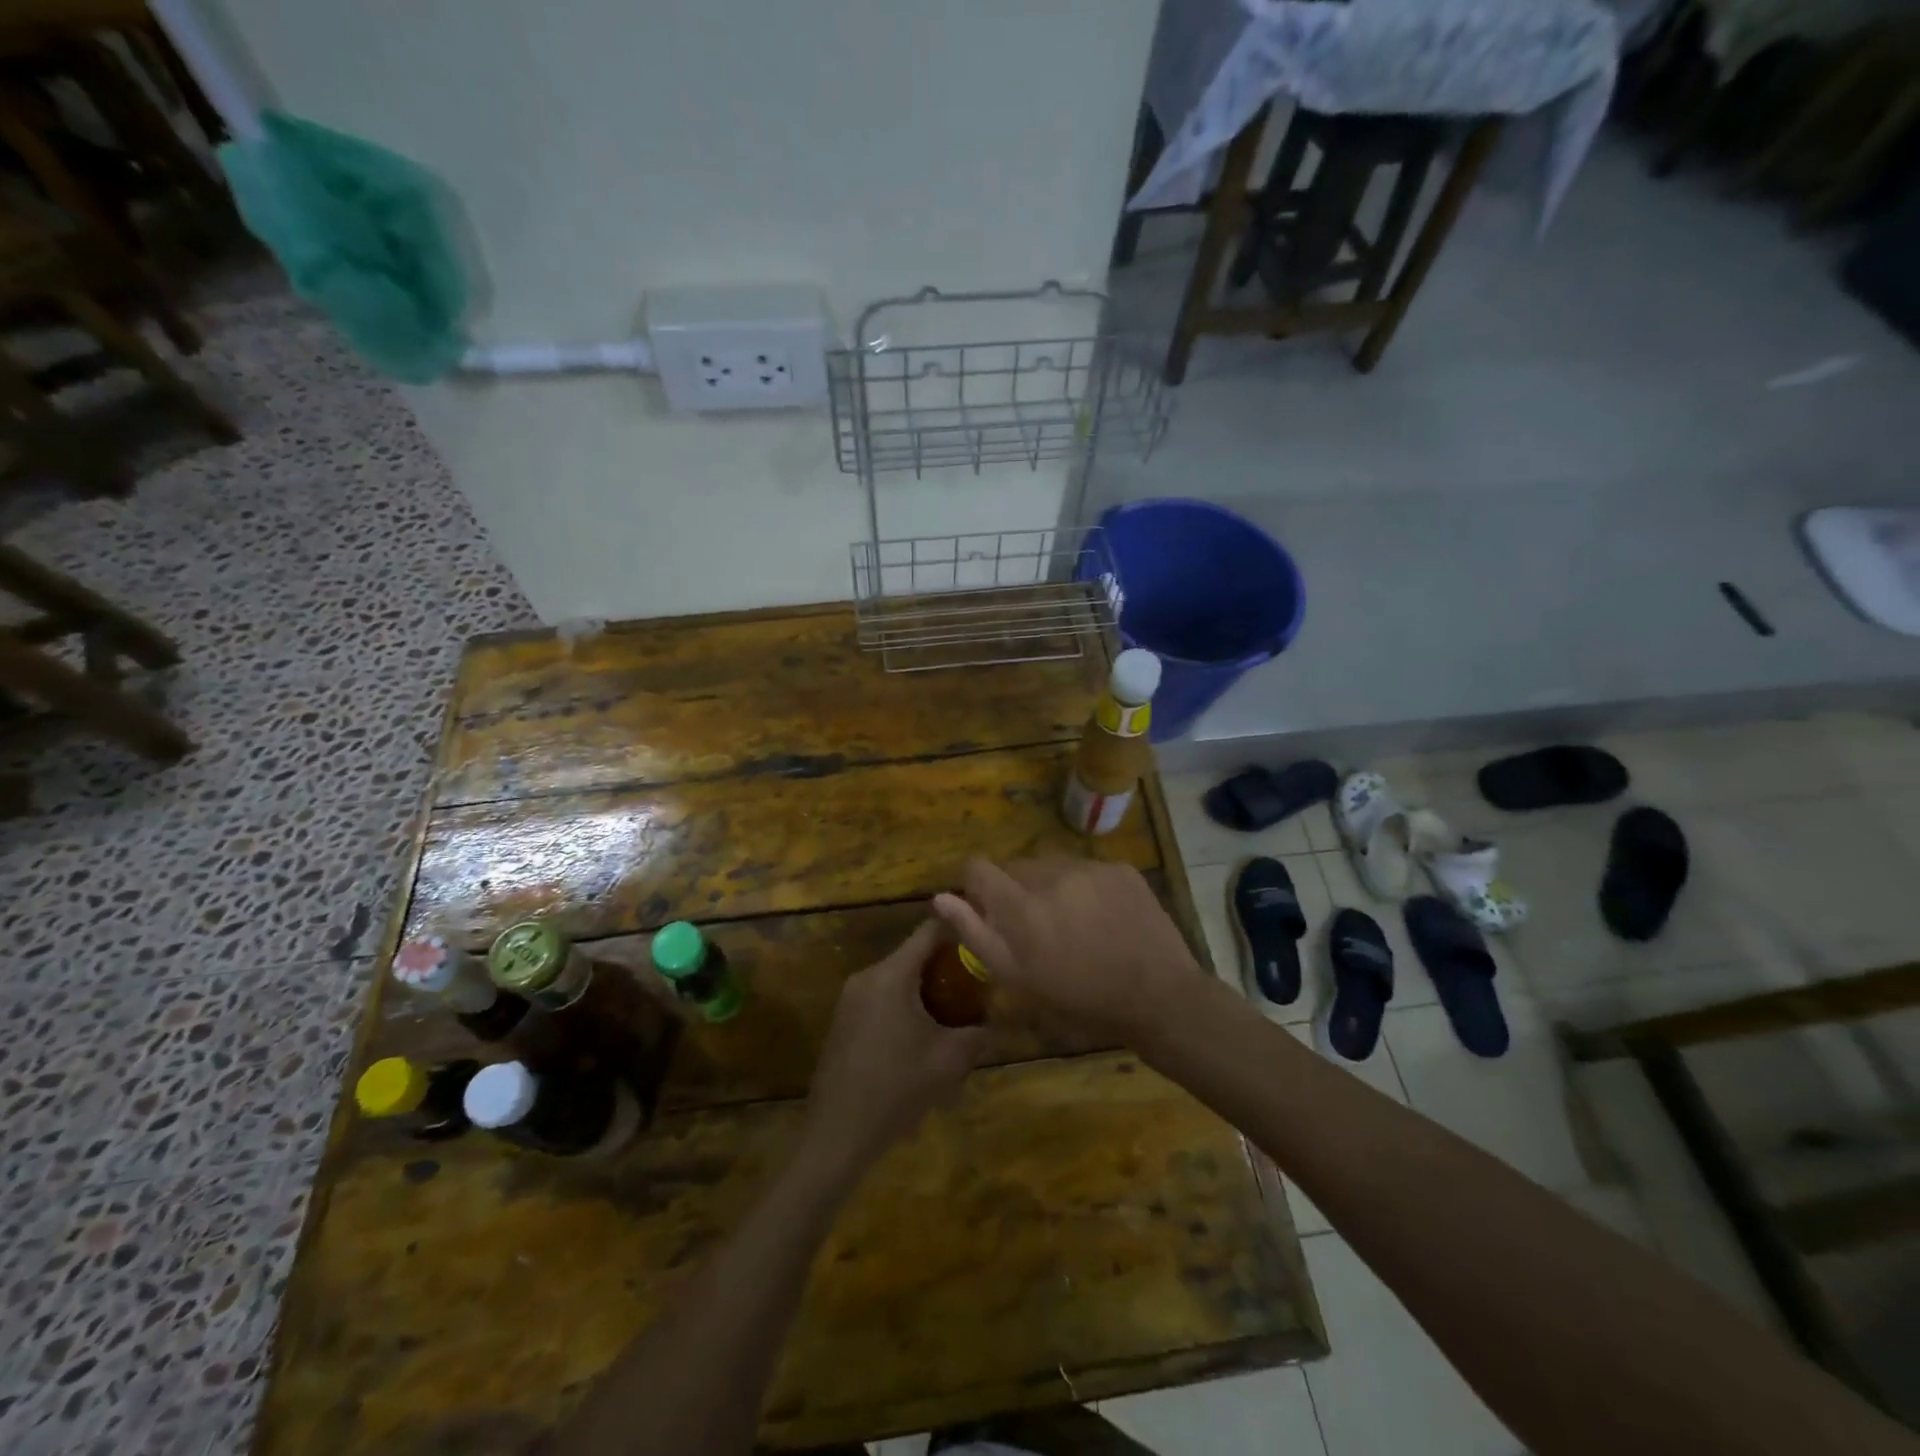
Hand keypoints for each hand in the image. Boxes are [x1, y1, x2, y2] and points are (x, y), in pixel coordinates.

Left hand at [801, 921, 987, 1177]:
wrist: (837, 1134)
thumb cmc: (897, 1089)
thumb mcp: (949, 1061)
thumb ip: (977, 1032)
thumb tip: (994, 1019)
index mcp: (891, 975)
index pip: (929, 931)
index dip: (958, 929)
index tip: (983, 935)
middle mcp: (867, 977)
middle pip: (913, 957)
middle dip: (945, 969)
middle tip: (975, 988)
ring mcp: (850, 999)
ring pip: (897, 980)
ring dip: (924, 992)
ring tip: (951, 1018)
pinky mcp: (842, 1021)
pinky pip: (881, 1000)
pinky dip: (904, 1007)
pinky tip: (919, 1041)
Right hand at [932, 859, 1198, 1043]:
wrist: (1160, 998)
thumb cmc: (1082, 1000)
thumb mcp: (1020, 980)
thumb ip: (976, 935)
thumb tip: (941, 898)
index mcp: (1022, 906)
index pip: (977, 868)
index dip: (974, 886)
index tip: (986, 909)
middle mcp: (1052, 875)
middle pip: (1015, 868)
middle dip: (1015, 891)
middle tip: (1035, 928)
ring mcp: (1090, 868)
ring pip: (1051, 867)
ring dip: (1049, 887)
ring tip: (1071, 924)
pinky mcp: (1120, 869)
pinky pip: (1086, 870)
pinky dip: (1083, 887)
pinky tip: (1101, 919)